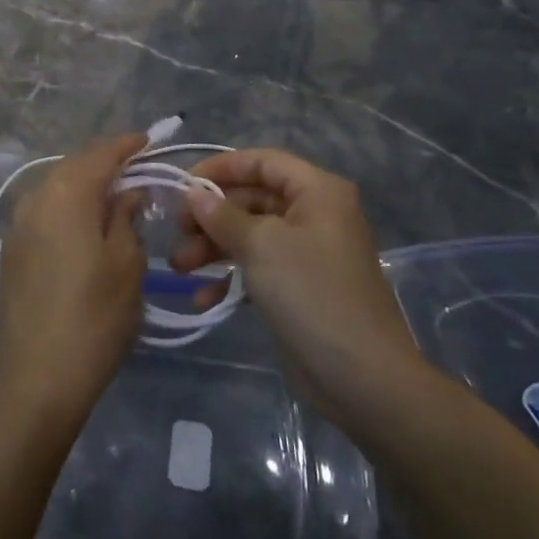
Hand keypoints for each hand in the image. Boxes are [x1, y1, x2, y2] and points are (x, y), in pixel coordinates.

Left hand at [0, 134, 147, 428]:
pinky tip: (86, 221)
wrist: (36, 377)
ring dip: (85, 184)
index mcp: (65, 194)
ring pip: (56, 186)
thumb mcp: (126, 264)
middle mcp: (34, 198)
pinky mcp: (12, 249)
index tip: (149, 140)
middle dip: (105, 162)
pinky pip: (44, 209)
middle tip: (137, 168)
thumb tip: (127, 191)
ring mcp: (18, 224)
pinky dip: (68, 205)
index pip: (99, 155)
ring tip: (115, 194)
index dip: (126, 146)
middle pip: (74, 166)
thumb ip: (126, 217)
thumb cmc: (94, 318)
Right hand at [171, 149, 425, 424]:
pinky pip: (256, 268)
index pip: (262, 161)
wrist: (361, 377)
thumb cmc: (312, 294)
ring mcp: (306, 253)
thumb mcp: (262, 246)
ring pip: (250, 235)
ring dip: (213, 247)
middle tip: (177, 233)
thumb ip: (223, 215)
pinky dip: (229, 277)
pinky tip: (203, 297)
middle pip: (252, 198)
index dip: (221, 168)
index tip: (183, 186)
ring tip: (179, 267)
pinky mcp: (297, 288)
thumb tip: (194, 193)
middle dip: (211, 215)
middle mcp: (314, 215)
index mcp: (318, 192)